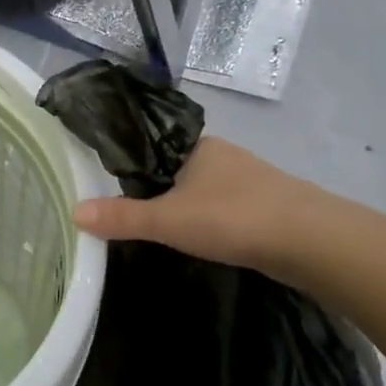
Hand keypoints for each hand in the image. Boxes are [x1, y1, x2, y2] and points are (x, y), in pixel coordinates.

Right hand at [72, 136, 324, 274]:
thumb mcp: (167, 220)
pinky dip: (212, 221)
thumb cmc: (232, 217)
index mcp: (196, 145)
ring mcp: (249, 178)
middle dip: (160, 192)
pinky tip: (207, 240)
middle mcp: (222, 155)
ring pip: (204, 190)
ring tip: (167, 234)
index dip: (132, 169)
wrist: (311, 240)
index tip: (113, 193)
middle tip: (135, 220)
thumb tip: (74, 212)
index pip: (153, 149)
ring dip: (188, 208)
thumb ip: (122, 217)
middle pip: (177, 170)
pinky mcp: (268, 204)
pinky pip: (226, 208)